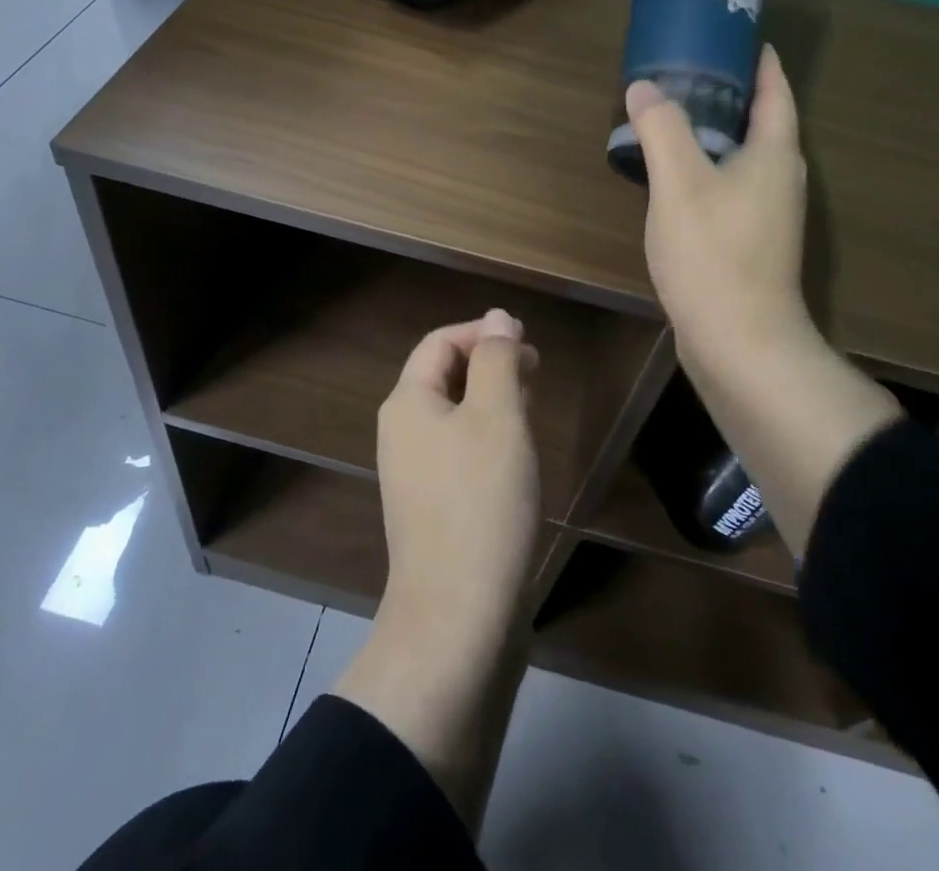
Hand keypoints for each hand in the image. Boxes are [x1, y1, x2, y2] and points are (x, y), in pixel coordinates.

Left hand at [332, 310, 540, 829]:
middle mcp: (403, 434)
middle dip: (489, 363)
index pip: (440, 342)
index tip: (527, 340)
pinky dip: (489, 437)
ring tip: (532, 401)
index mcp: (408, 403)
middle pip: (444, 377)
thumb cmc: (481, 503)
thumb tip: (499, 318)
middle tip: (535, 368)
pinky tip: (518, 453)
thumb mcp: (497, 416)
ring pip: (455, 416)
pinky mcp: (434, 510)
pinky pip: (460, 452)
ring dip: (492, 399)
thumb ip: (497, 360)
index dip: (482, 332)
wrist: (458, 619)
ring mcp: (416, 476)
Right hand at [626, 44, 817, 388]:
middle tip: (687, 69)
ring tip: (674, 115)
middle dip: (731, 92)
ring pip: (744, 156)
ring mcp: (769, 214)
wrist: (739, 342)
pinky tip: (675, 174)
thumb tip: (644, 88)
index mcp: (774, 154)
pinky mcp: (752, 241)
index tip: (736, 34)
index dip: (760, 59)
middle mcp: (781, 178)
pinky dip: (708, 167)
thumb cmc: (713, 253)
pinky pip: (732, 185)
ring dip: (716, 132)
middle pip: (762, 121)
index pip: (775, 90)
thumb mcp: (679, 182)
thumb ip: (661, 129)